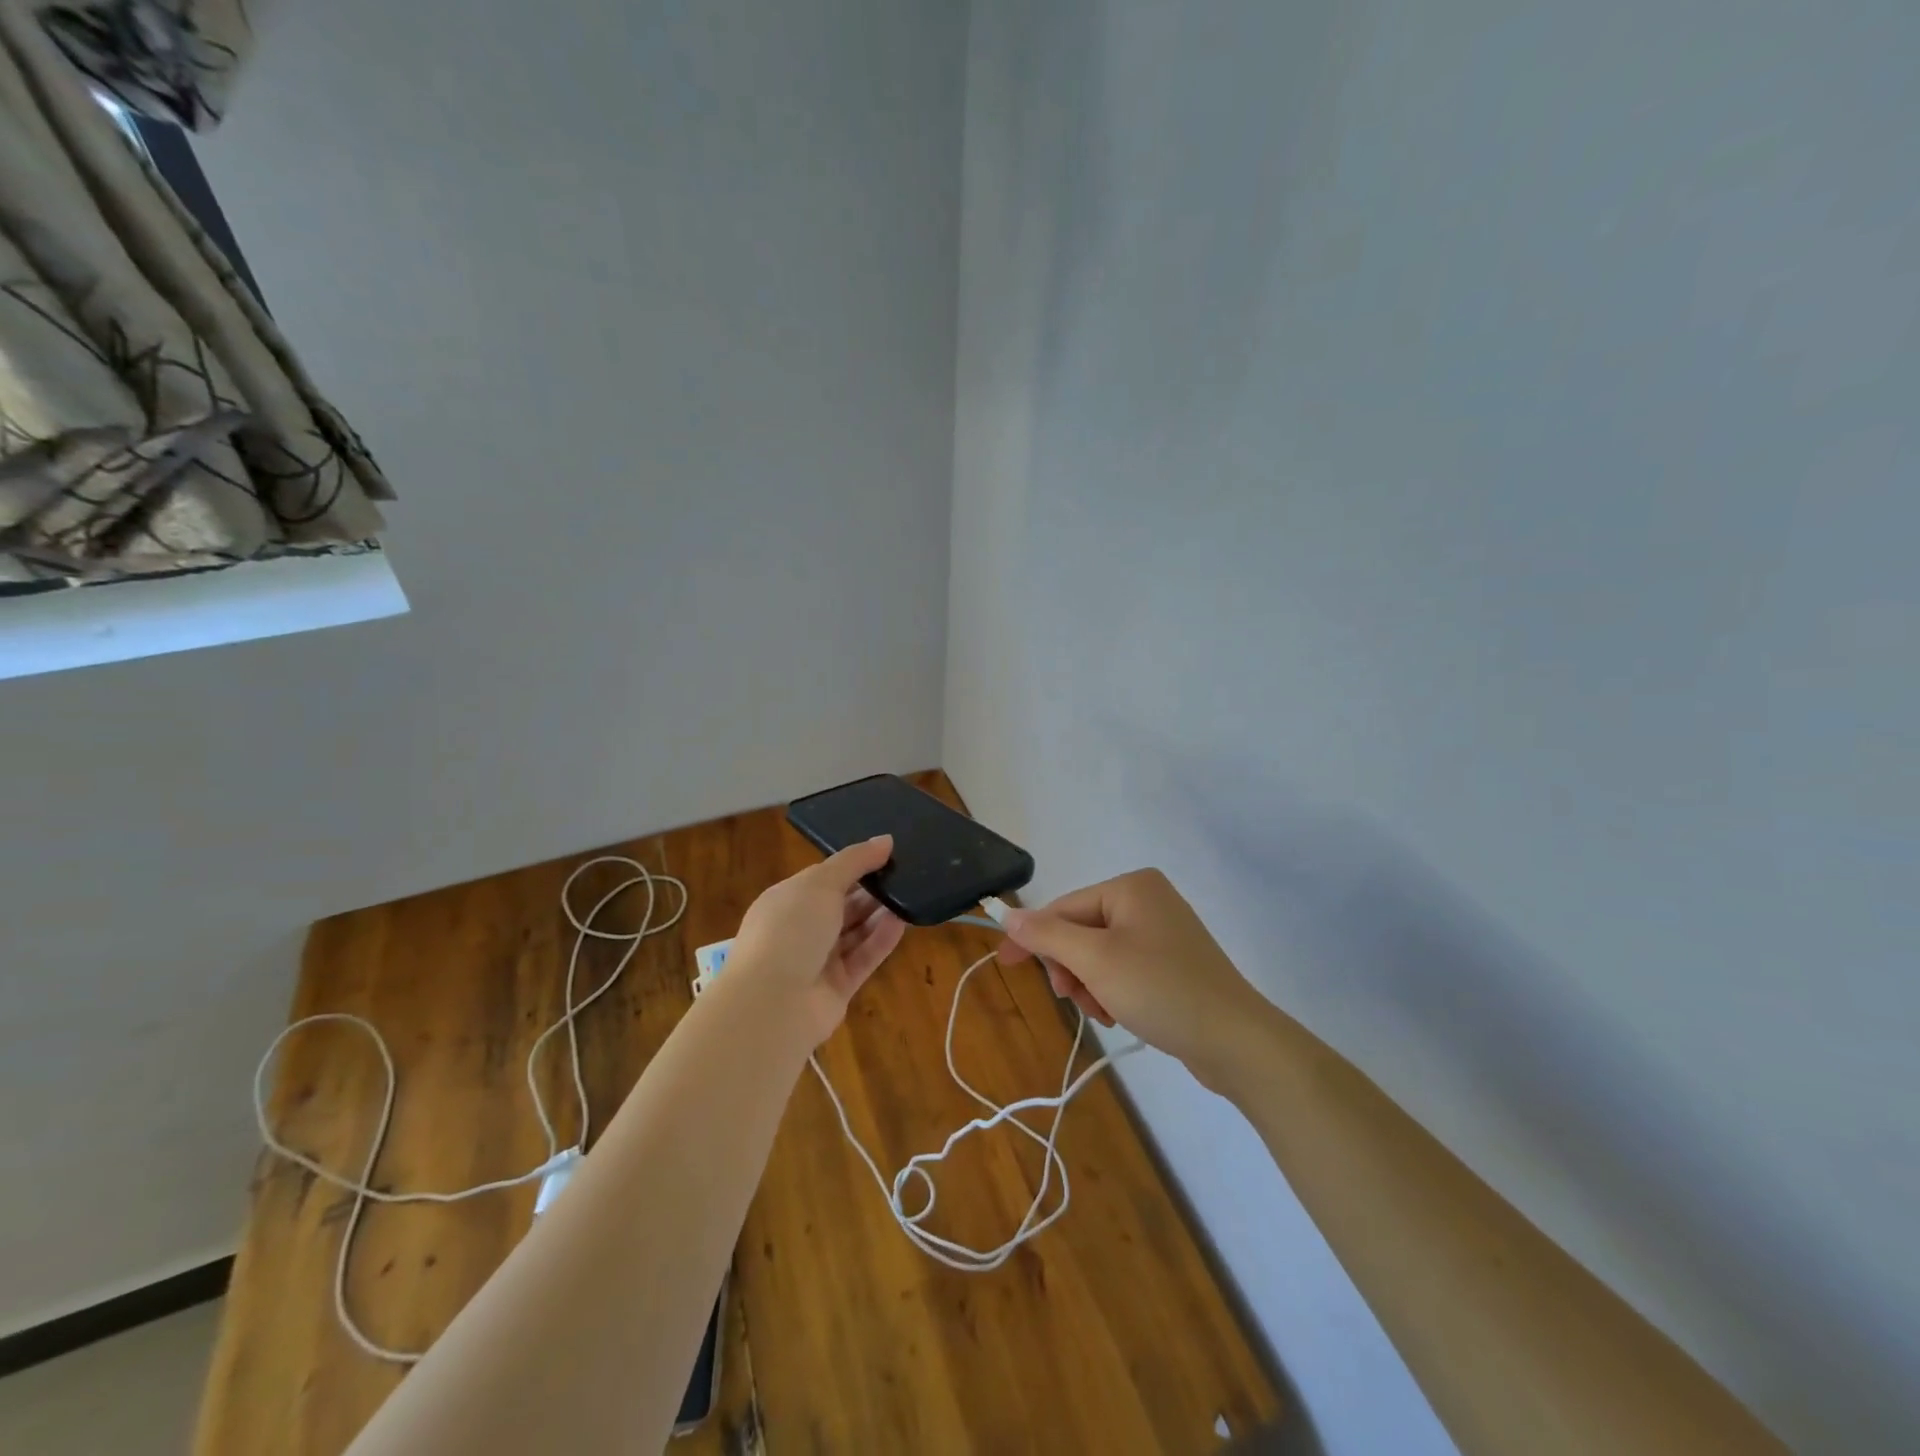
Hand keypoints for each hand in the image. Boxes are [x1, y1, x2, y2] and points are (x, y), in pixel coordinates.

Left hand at [724, 835, 906, 1047]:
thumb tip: (885, 839)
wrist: (773, 1003)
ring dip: (880, 913)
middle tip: (906, 872)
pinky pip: (864, 957)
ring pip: (855, 931)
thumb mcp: (820, 883)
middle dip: (871, 889)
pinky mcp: (838, 986)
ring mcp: (818, 960)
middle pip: (842, 905)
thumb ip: (855, 861)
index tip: (887, 853)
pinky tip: (903, 921)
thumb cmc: (790, 930)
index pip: (824, 878)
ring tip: (912, 892)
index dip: (853, 865)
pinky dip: (882, 939)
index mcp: (787, 900)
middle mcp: (801, 929)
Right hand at [997, 869, 1267, 1083]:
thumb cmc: (1160, 989)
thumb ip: (1047, 935)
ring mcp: (1162, 931)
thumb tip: (1007, 914)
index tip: (1004, 964)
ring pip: (1099, 954)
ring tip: (1103, 1012)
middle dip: (1071, 968)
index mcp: (1131, 887)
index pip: (1065, 908)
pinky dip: (1112, 990)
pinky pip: (1123, 968)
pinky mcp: (1172, 962)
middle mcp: (1147, 900)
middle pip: (1081, 931)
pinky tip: (1120, 1014)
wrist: (1235, 1041)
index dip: (1034, 938)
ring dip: (1090, 984)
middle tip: (1074, 999)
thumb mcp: (1095, 960)